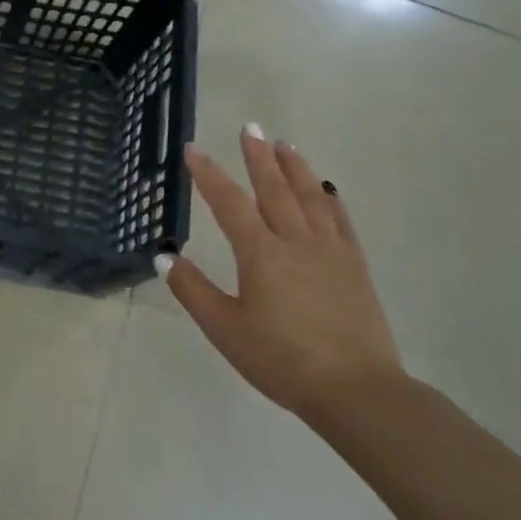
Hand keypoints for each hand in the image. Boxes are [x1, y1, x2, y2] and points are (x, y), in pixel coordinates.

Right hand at [159, 127, 405, 421]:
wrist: (357, 392)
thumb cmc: (282, 360)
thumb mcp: (225, 329)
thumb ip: (193, 290)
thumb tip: (163, 257)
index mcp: (260, 253)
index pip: (229, 202)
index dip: (208, 174)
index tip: (193, 150)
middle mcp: (295, 241)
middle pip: (274, 189)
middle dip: (258, 156)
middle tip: (249, 127)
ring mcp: (330, 252)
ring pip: (310, 197)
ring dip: (295, 168)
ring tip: (285, 144)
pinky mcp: (354, 267)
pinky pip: (341, 222)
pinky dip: (330, 200)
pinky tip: (327, 189)